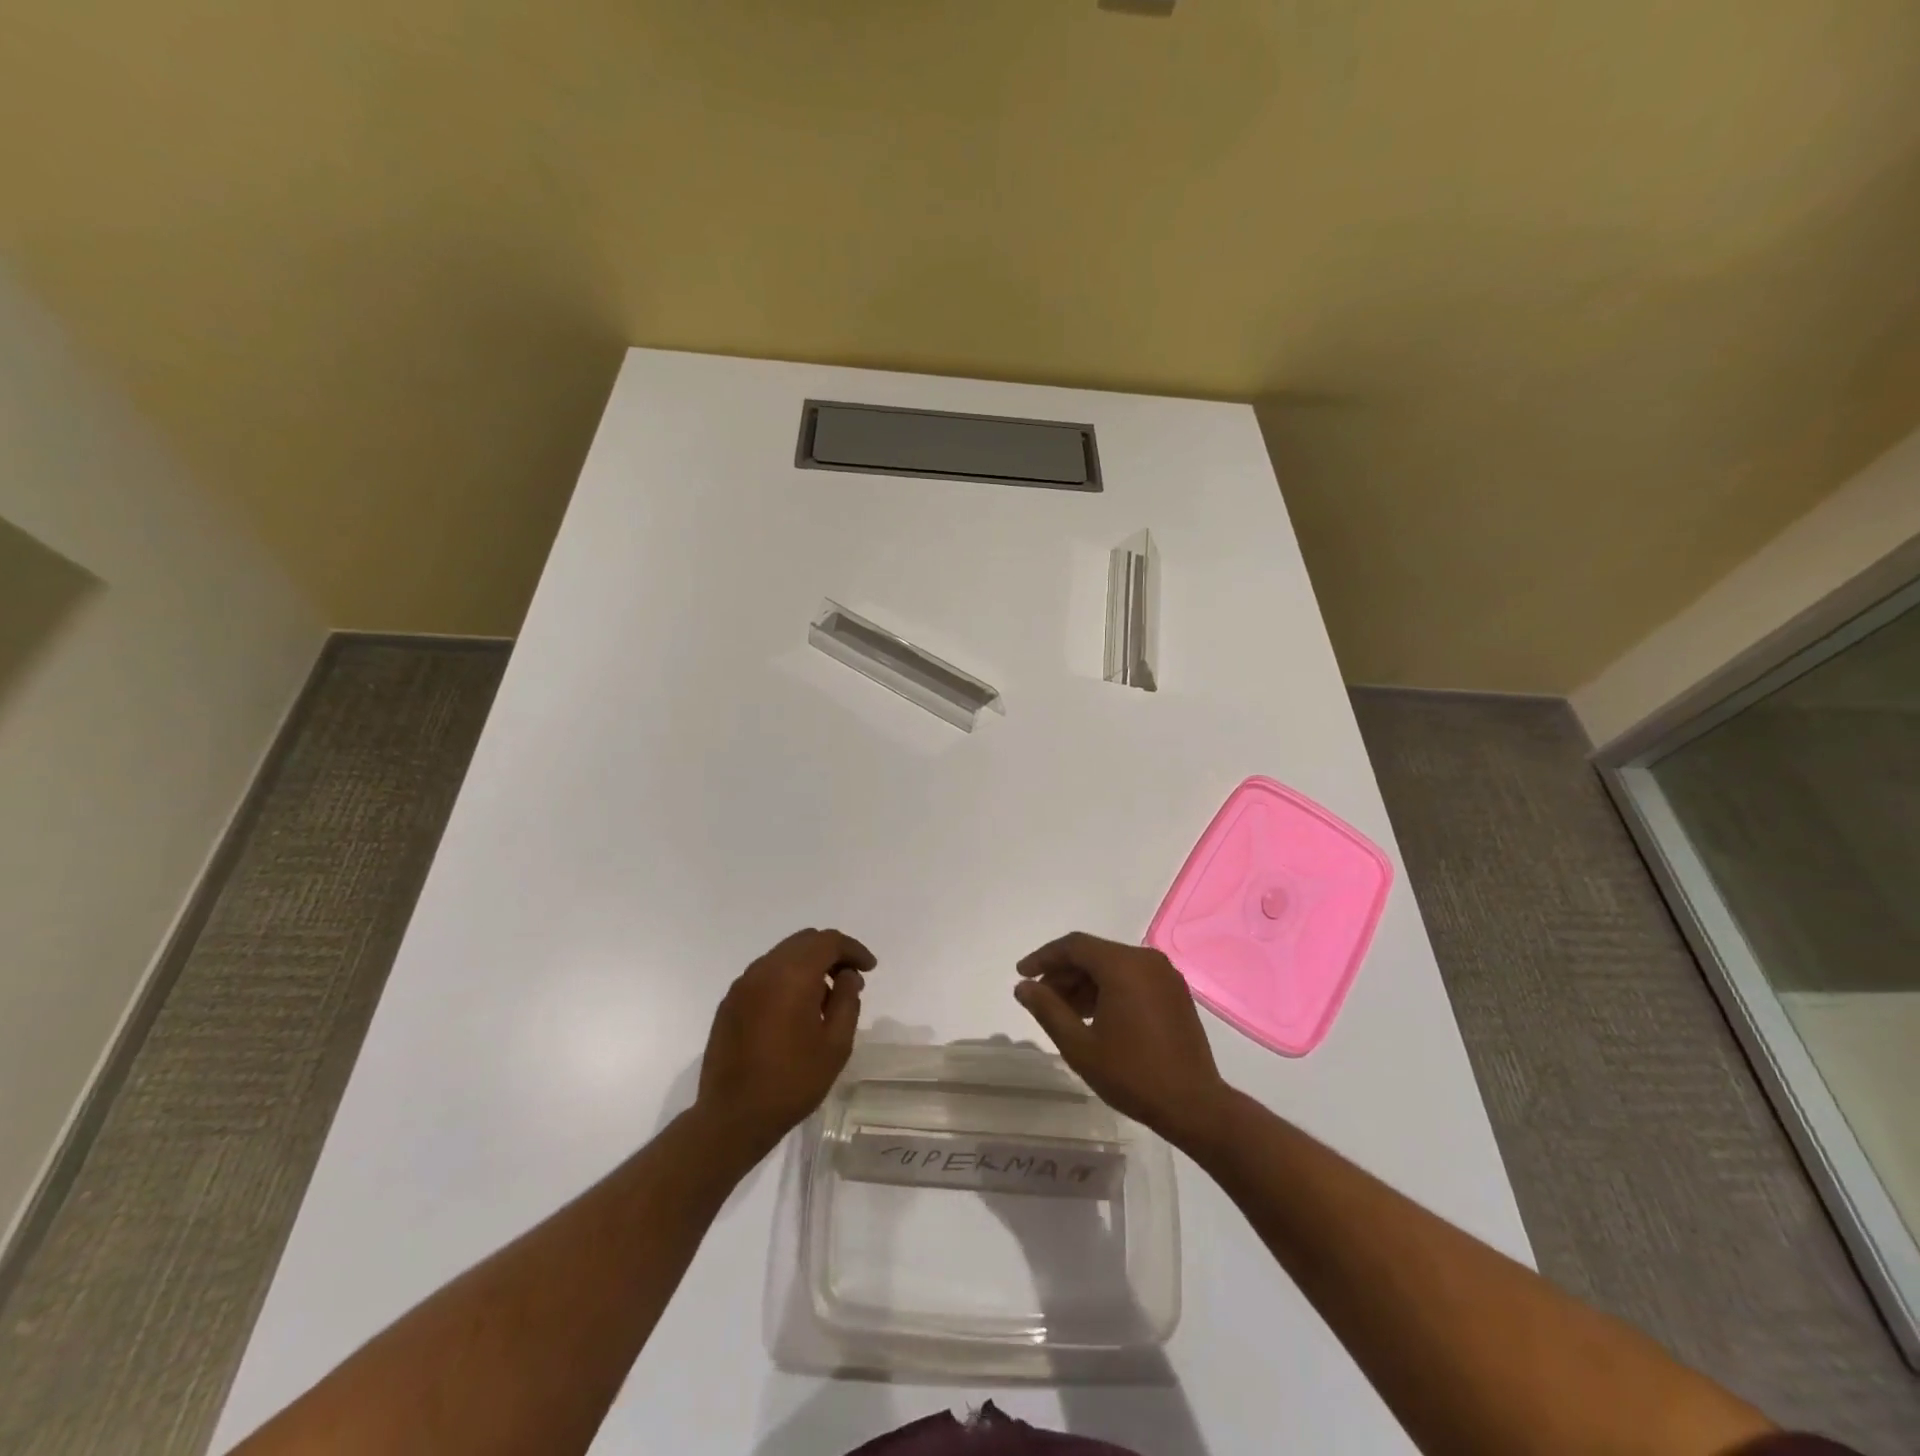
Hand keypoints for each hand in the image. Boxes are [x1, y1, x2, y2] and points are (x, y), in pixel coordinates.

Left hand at [696, 928, 875, 1156]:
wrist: (733, 1117)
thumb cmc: (792, 1081)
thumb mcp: (835, 1044)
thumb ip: (847, 1000)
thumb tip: (847, 975)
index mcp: (792, 975)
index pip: (828, 941)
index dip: (853, 949)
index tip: (869, 968)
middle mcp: (764, 969)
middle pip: (804, 941)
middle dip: (831, 952)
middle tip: (849, 978)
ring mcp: (742, 984)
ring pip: (782, 955)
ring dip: (807, 965)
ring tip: (824, 997)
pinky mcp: (729, 1002)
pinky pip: (765, 974)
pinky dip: (786, 978)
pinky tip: (795, 1009)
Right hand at [1014, 932, 1230, 1149]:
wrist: (1194, 1105)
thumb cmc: (1132, 1074)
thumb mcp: (1080, 1046)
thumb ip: (1048, 1010)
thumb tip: (1023, 987)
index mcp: (1123, 966)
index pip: (1074, 946)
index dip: (1044, 957)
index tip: (1021, 974)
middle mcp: (1146, 960)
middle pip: (1094, 954)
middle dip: (1063, 973)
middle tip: (1039, 998)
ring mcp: (1164, 975)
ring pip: (1113, 966)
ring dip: (1084, 983)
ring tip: (1063, 1011)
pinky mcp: (1174, 992)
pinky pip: (1132, 978)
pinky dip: (1108, 989)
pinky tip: (1093, 1015)